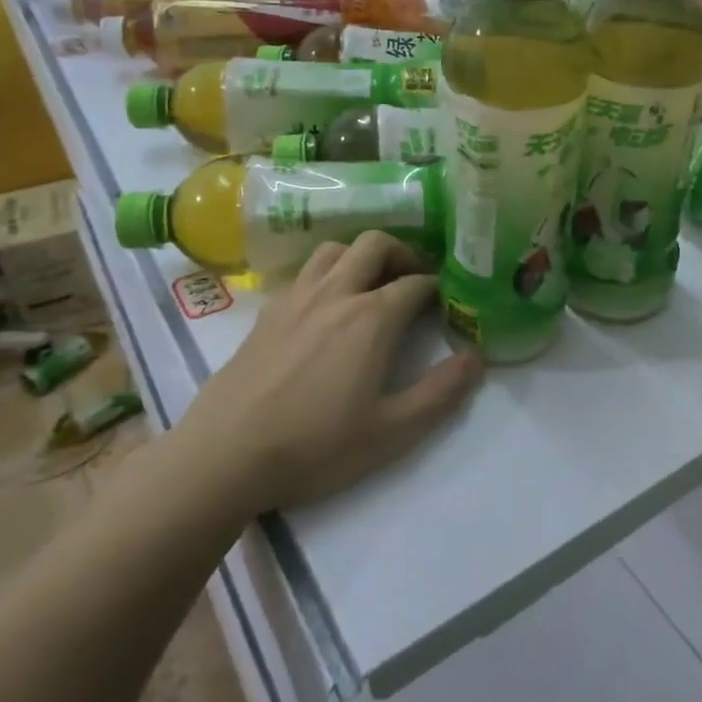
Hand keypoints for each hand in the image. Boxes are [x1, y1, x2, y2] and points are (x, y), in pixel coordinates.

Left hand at [181, 231, 481, 511]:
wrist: (224, 457)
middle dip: (403, 254)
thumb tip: (476, 358)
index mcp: (371, 318)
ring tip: (371, 285)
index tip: (448, 302)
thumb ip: (440, 392)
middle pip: (375, 245)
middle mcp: (336, 294)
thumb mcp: (392, 432)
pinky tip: (326, 306)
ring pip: (334, 250)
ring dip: (360, 257)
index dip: (438, 287)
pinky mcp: (266, 313)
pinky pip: (304, 272)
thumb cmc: (315, 447)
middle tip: (413, 281)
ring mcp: (296, 299)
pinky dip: (326, 273)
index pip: (416, 283)